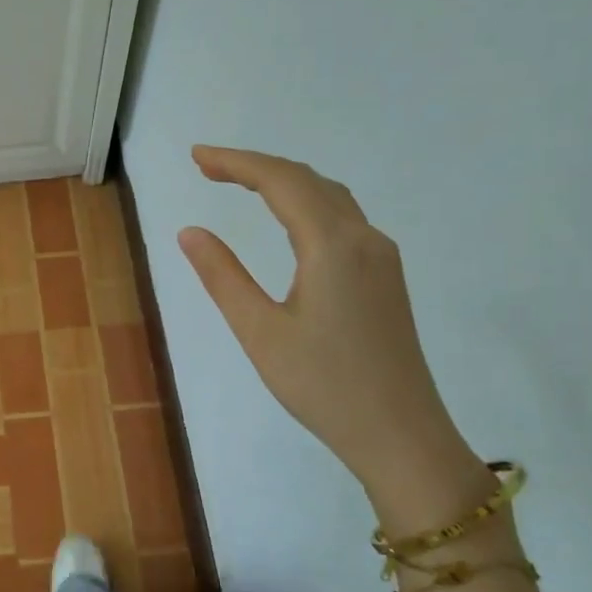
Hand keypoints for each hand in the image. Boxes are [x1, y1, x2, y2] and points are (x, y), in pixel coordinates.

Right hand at [177, 146, 492, 525]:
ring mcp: (381, 257)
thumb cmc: (324, 386)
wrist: (401, 435)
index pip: (281, 182)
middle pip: (307, 180)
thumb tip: (189, 231)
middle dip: (256, 166)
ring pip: (330, 196)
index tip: (197, 156)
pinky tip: (288, 219)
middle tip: (207, 167)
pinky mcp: (386, 276)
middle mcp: (364, 238)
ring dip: (283, 181)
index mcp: (333, 246)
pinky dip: (305, 202)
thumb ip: (223, 276)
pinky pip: (343, 218)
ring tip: (239, 183)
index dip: (236, 162)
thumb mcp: (260, 332)